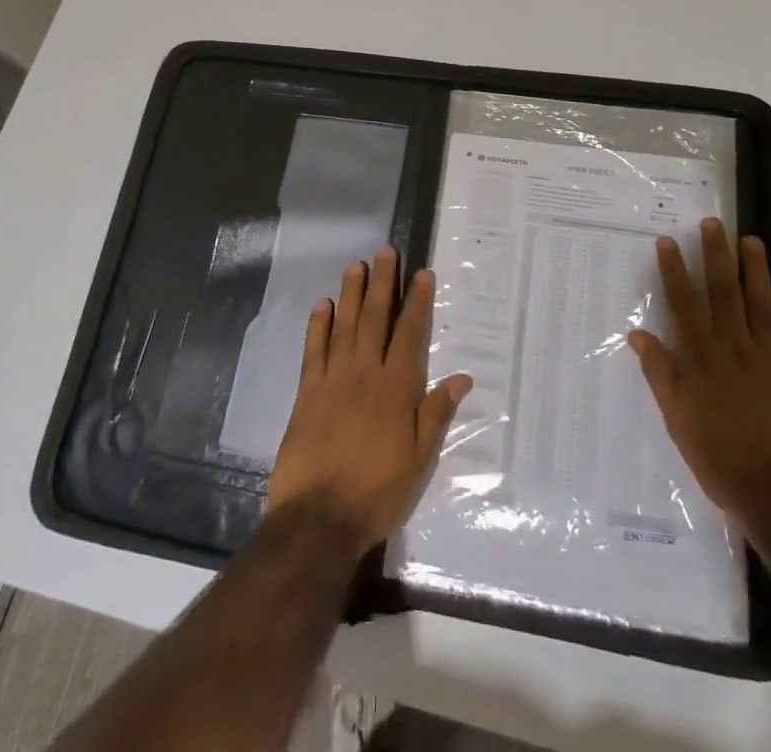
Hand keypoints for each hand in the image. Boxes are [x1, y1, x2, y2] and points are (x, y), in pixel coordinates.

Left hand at [267, 247, 473, 548]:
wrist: (319, 519)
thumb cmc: (378, 491)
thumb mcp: (420, 459)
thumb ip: (437, 414)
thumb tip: (462, 377)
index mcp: (397, 388)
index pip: (410, 334)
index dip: (418, 302)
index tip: (422, 273)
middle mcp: (366, 373)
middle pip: (376, 318)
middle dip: (383, 283)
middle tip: (386, 251)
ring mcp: (333, 380)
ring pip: (345, 326)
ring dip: (351, 293)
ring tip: (356, 264)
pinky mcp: (307, 393)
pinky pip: (314, 350)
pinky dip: (318, 325)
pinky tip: (322, 305)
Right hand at [628, 218, 770, 542]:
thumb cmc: (720, 461)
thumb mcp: (678, 421)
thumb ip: (662, 374)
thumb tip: (639, 335)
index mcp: (703, 360)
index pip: (685, 306)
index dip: (675, 272)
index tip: (668, 242)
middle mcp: (735, 350)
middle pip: (724, 295)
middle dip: (716, 257)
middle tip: (713, 224)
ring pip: (762, 306)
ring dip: (756, 272)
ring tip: (751, 241)